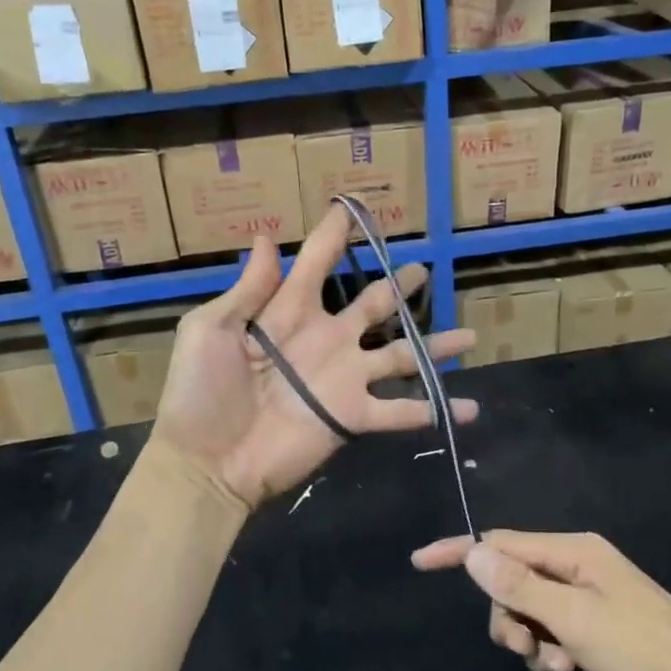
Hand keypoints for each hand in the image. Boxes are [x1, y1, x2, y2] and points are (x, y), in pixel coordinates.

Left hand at [153, 210, 476, 508]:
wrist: (208, 462)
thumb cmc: (200, 392)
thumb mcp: (210, 330)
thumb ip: (248, 289)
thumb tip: (268, 238)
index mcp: (288, 312)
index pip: (317, 264)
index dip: (334, 235)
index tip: (353, 207)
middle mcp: (325, 339)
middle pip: (371, 305)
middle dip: (396, 286)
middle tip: (423, 269)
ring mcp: (344, 378)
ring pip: (401, 354)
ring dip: (434, 346)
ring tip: (468, 335)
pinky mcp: (353, 416)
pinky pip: (402, 410)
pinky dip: (436, 409)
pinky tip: (470, 408)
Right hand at [411, 531, 670, 670]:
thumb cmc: (640, 648)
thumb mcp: (573, 618)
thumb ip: (520, 586)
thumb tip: (472, 552)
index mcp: (572, 551)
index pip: (500, 543)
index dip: (460, 552)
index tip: (420, 562)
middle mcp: (577, 564)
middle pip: (513, 583)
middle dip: (510, 620)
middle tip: (528, 652)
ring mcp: (588, 594)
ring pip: (532, 613)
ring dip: (534, 645)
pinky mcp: (597, 622)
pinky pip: (554, 632)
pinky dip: (553, 655)